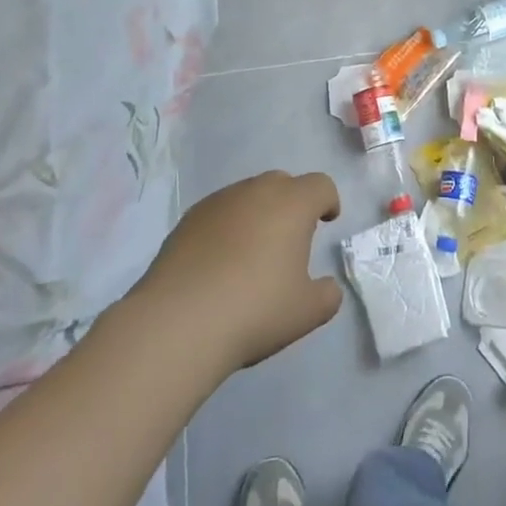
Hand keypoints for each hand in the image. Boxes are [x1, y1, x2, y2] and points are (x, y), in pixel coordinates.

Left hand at [140, 170, 343, 373]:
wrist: (177, 323)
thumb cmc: (255, 309)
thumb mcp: (307, 312)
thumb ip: (327, 295)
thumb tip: (326, 286)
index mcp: (292, 204)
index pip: (320, 185)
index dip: (328, 200)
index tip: (327, 221)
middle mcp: (255, 192)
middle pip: (282, 183)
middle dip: (292, 203)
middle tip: (290, 237)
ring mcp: (217, 202)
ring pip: (247, 196)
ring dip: (257, 213)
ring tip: (252, 252)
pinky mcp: (186, 220)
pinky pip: (218, 213)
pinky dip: (227, 228)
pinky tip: (220, 262)